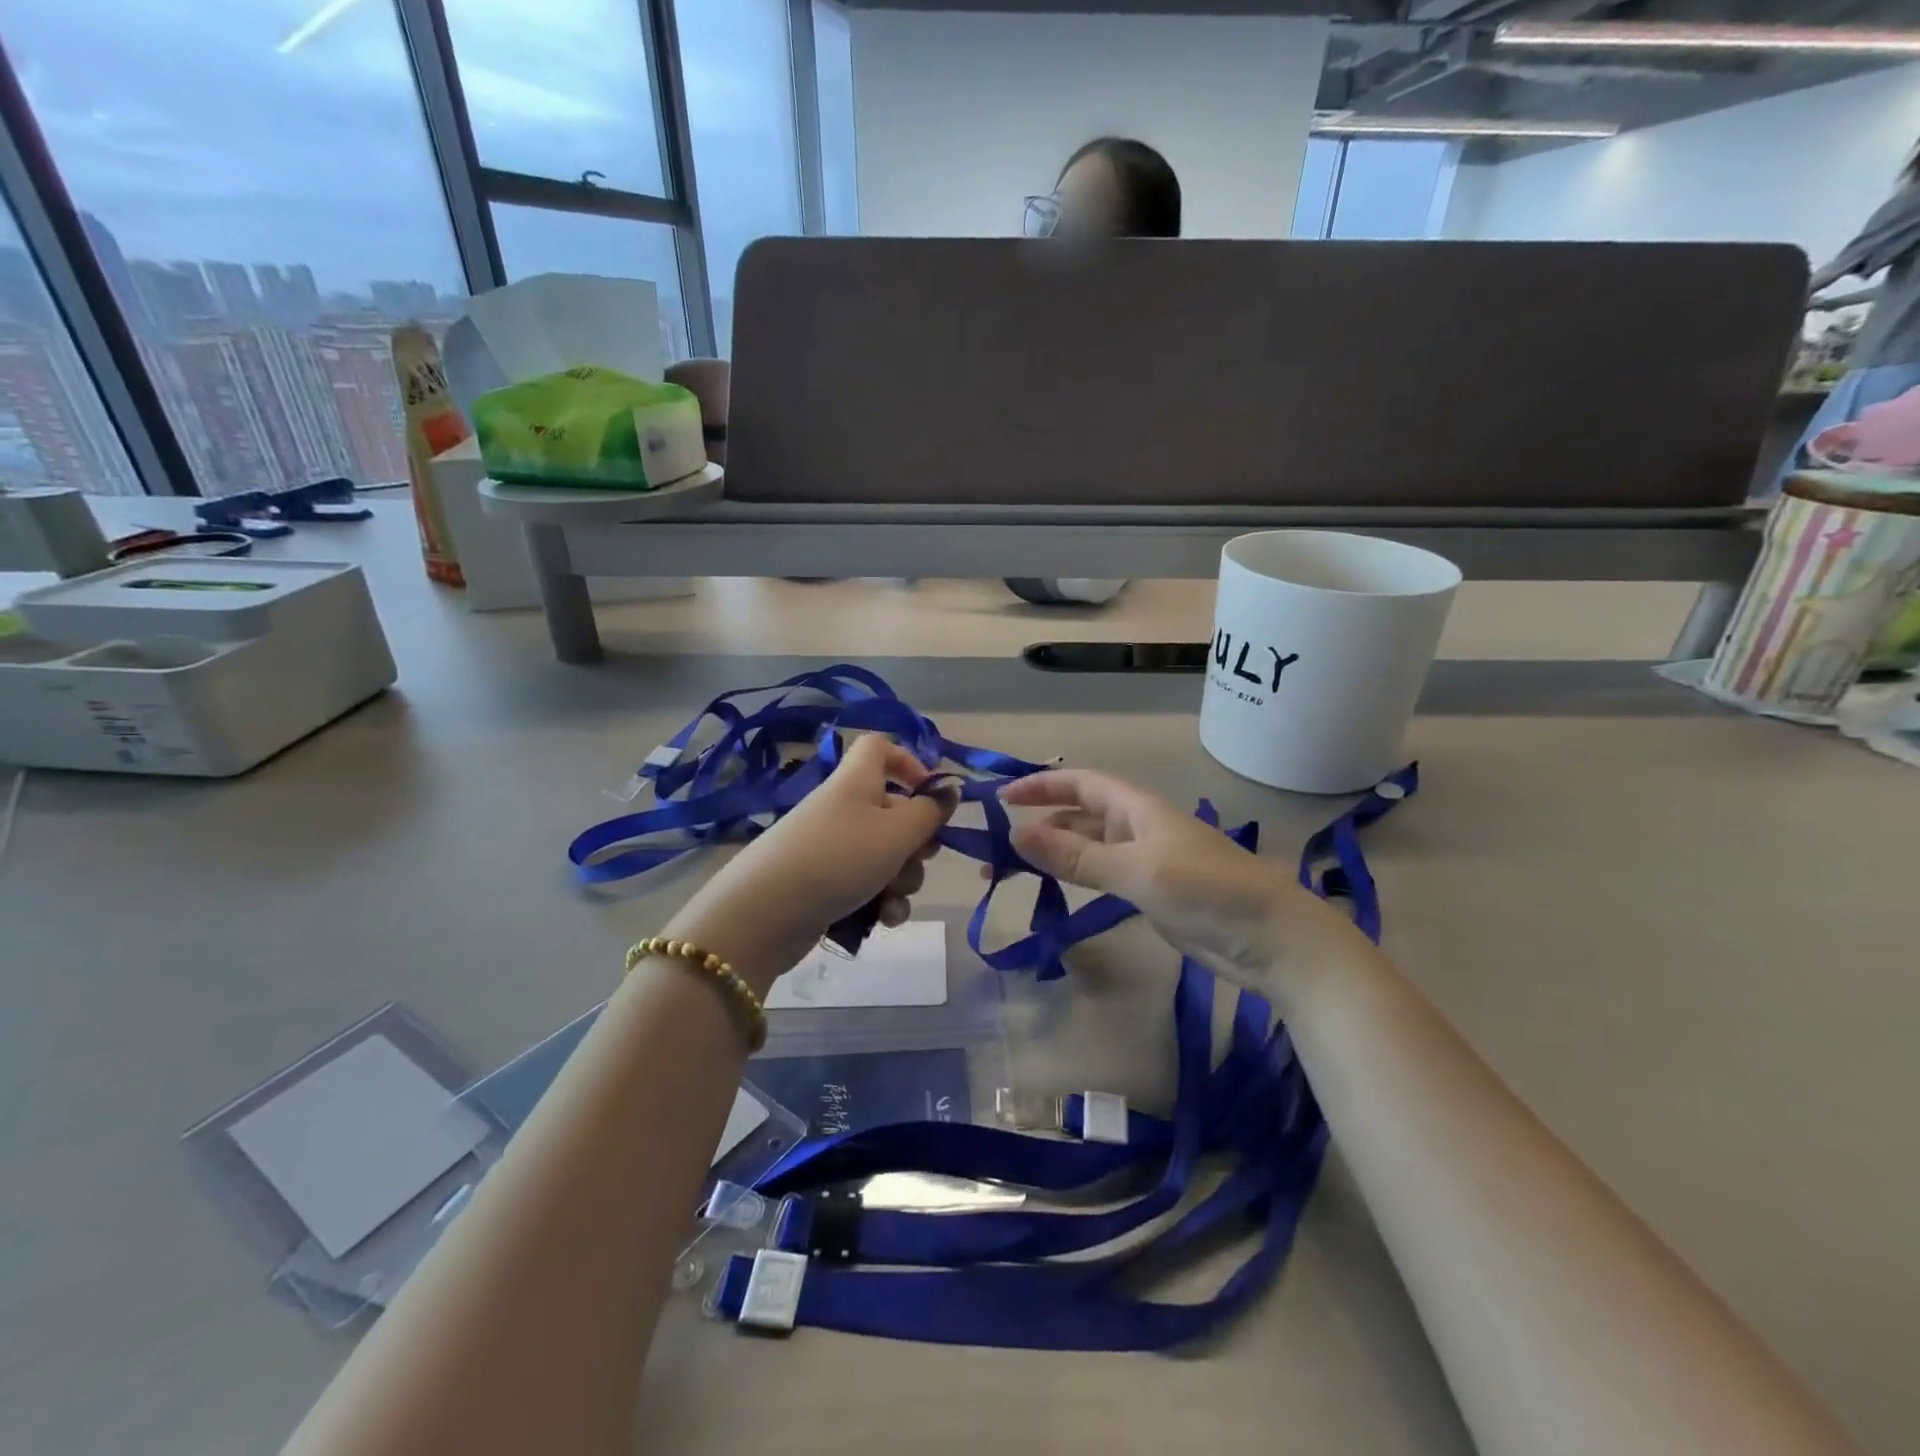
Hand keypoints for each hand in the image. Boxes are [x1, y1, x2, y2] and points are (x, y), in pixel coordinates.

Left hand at [664, 734, 955, 993]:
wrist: (766, 914)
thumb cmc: (840, 857)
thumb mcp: (897, 833)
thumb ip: (930, 812)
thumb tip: (950, 789)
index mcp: (858, 781)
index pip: (880, 748)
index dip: (908, 762)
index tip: (930, 793)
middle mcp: (845, 808)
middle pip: (894, 810)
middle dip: (917, 841)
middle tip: (921, 857)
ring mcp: (833, 848)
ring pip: (886, 855)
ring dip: (902, 879)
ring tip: (892, 897)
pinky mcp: (826, 885)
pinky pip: (867, 885)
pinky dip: (881, 901)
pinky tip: (884, 919)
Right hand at [1000, 769, 1368, 1000]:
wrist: (1272, 940)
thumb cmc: (1207, 891)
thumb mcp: (1137, 870)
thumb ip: (1077, 855)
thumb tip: (1017, 835)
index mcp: (1138, 808)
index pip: (1080, 783)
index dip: (1040, 784)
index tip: (1000, 799)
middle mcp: (1138, 826)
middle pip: (1079, 813)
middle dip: (1038, 822)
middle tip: (994, 845)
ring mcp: (1146, 860)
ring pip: (1088, 846)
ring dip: (1052, 851)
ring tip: (1011, 870)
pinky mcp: (1151, 892)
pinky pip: (1101, 874)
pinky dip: (1074, 876)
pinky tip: (1054, 888)